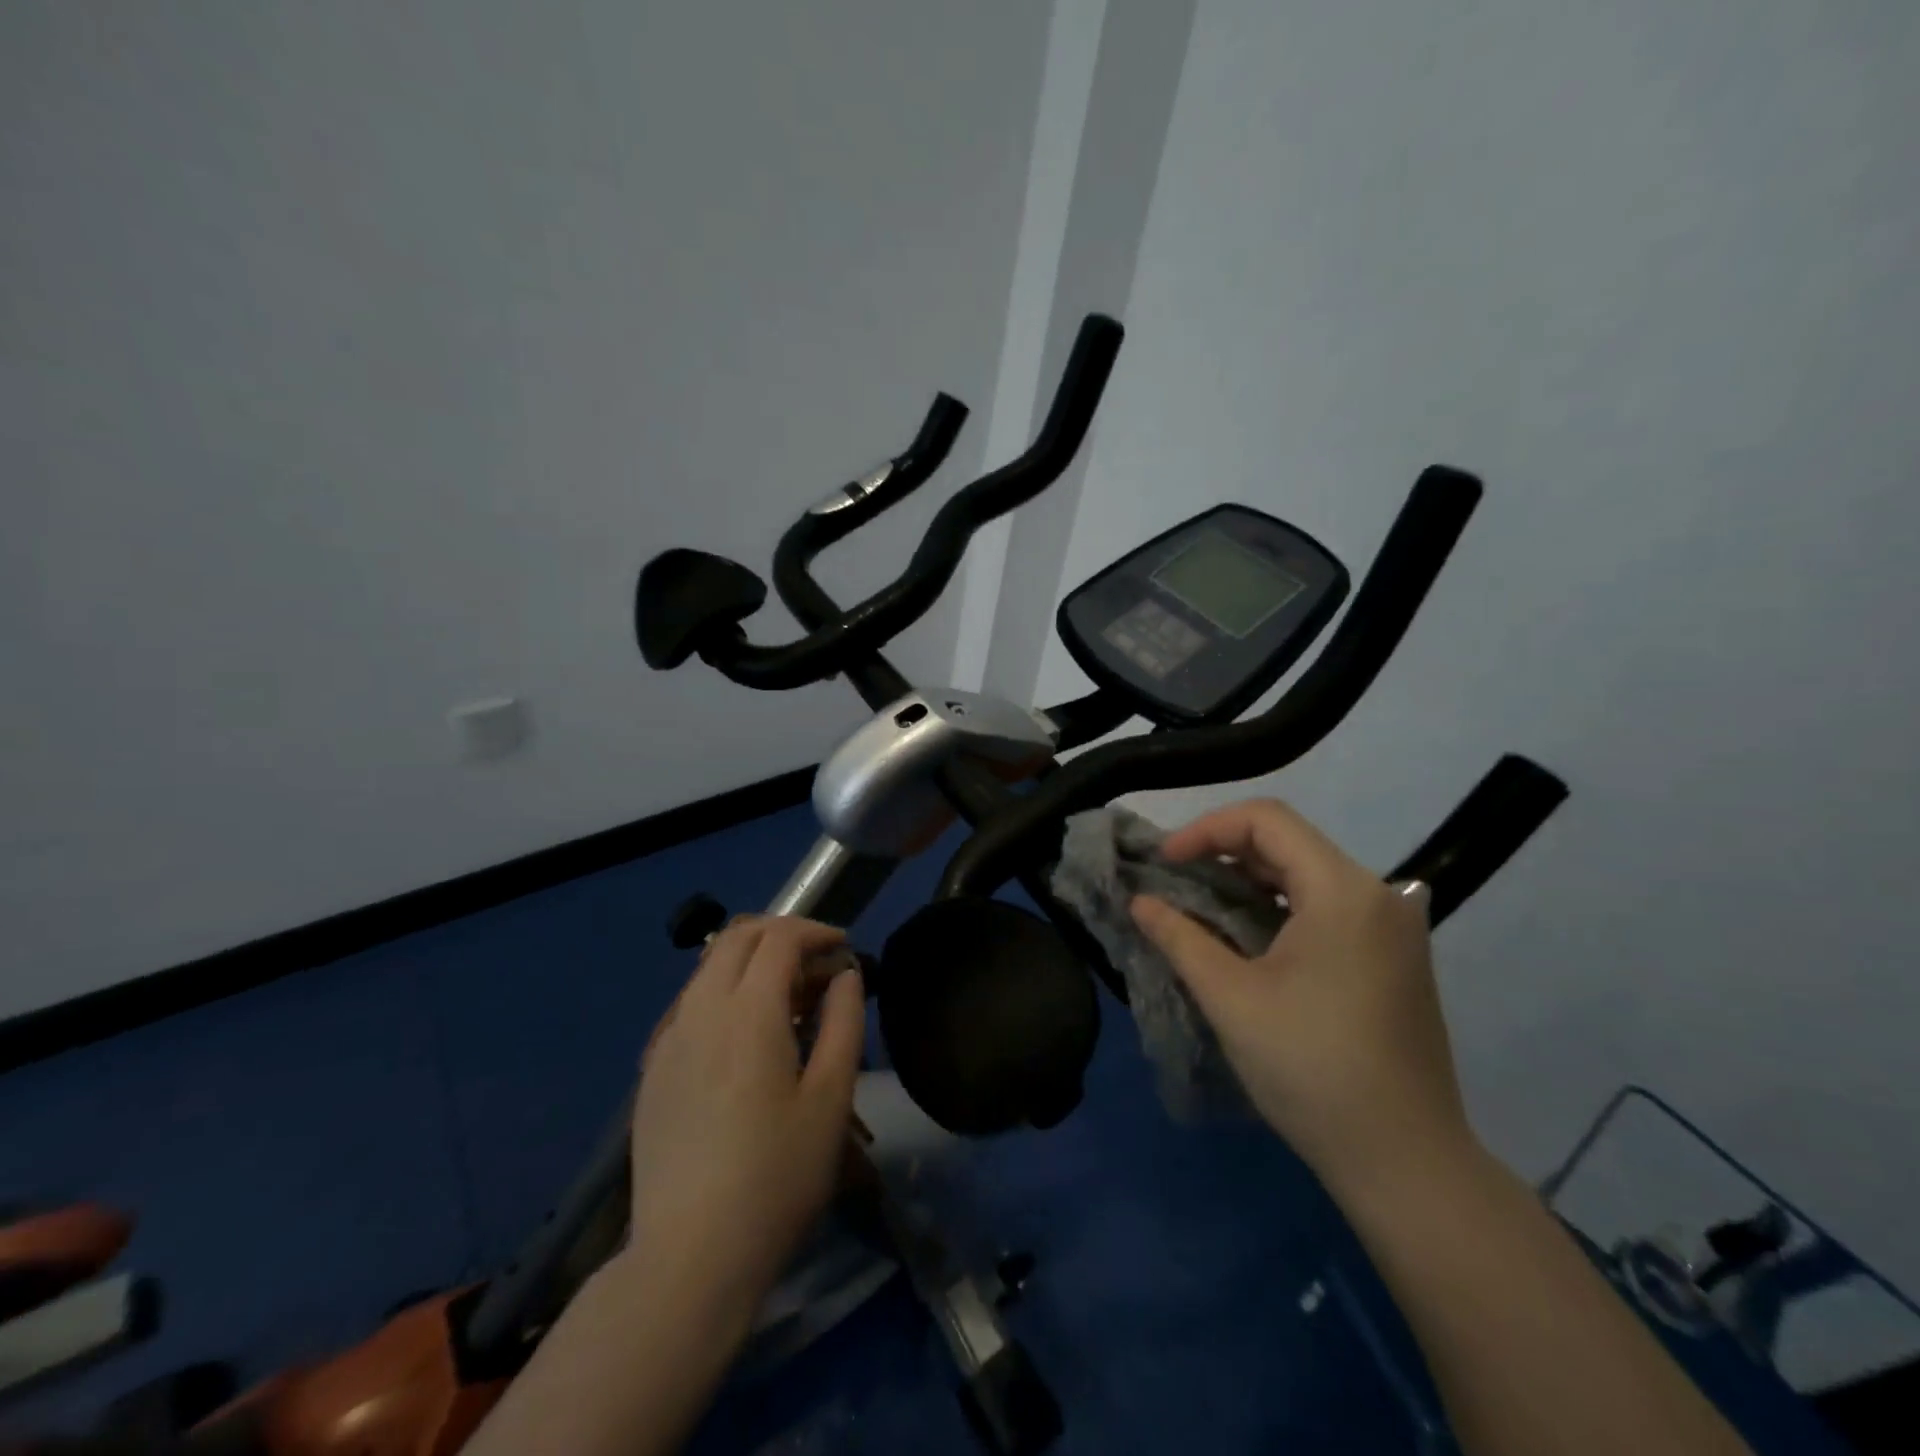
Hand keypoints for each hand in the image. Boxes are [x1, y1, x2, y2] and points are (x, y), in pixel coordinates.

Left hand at [625, 916, 864, 1316]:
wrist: (689, 1258)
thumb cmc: (776, 1177)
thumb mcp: (831, 1099)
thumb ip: (843, 1022)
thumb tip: (845, 975)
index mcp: (748, 1012)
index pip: (780, 938)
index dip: (816, 931)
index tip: (844, 950)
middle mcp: (701, 1010)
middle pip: (737, 937)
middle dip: (782, 934)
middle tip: (817, 964)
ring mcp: (669, 1039)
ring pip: (709, 968)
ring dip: (752, 962)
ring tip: (788, 1001)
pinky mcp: (653, 1070)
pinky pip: (690, 1004)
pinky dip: (725, 993)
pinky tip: (746, 1038)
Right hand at [1129, 798, 1476, 1195]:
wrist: (1405, 1161)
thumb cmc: (1311, 1068)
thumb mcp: (1230, 997)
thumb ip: (1179, 937)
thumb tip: (1139, 901)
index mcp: (1344, 891)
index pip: (1267, 820)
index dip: (1206, 829)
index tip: (1164, 862)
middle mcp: (1377, 894)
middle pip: (1289, 842)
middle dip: (1222, 852)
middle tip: (1173, 880)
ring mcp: (1393, 925)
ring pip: (1307, 873)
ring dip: (1248, 880)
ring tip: (1199, 905)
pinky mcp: (1394, 955)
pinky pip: (1327, 905)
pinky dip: (1279, 906)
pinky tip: (1246, 935)